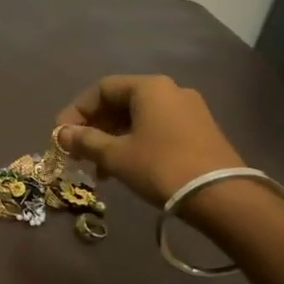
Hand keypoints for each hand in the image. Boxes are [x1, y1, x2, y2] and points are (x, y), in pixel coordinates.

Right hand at [54, 76, 245, 207]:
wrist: (222, 196)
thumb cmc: (161, 167)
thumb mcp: (116, 155)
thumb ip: (85, 141)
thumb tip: (62, 135)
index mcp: (149, 88)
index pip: (102, 89)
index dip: (76, 111)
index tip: (61, 136)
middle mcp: (171, 91)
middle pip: (120, 102)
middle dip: (94, 128)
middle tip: (77, 153)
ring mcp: (189, 111)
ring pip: (138, 119)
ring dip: (112, 140)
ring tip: (98, 169)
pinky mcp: (200, 132)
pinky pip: (156, 130)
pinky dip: (135, 144)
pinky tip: (125, 169)